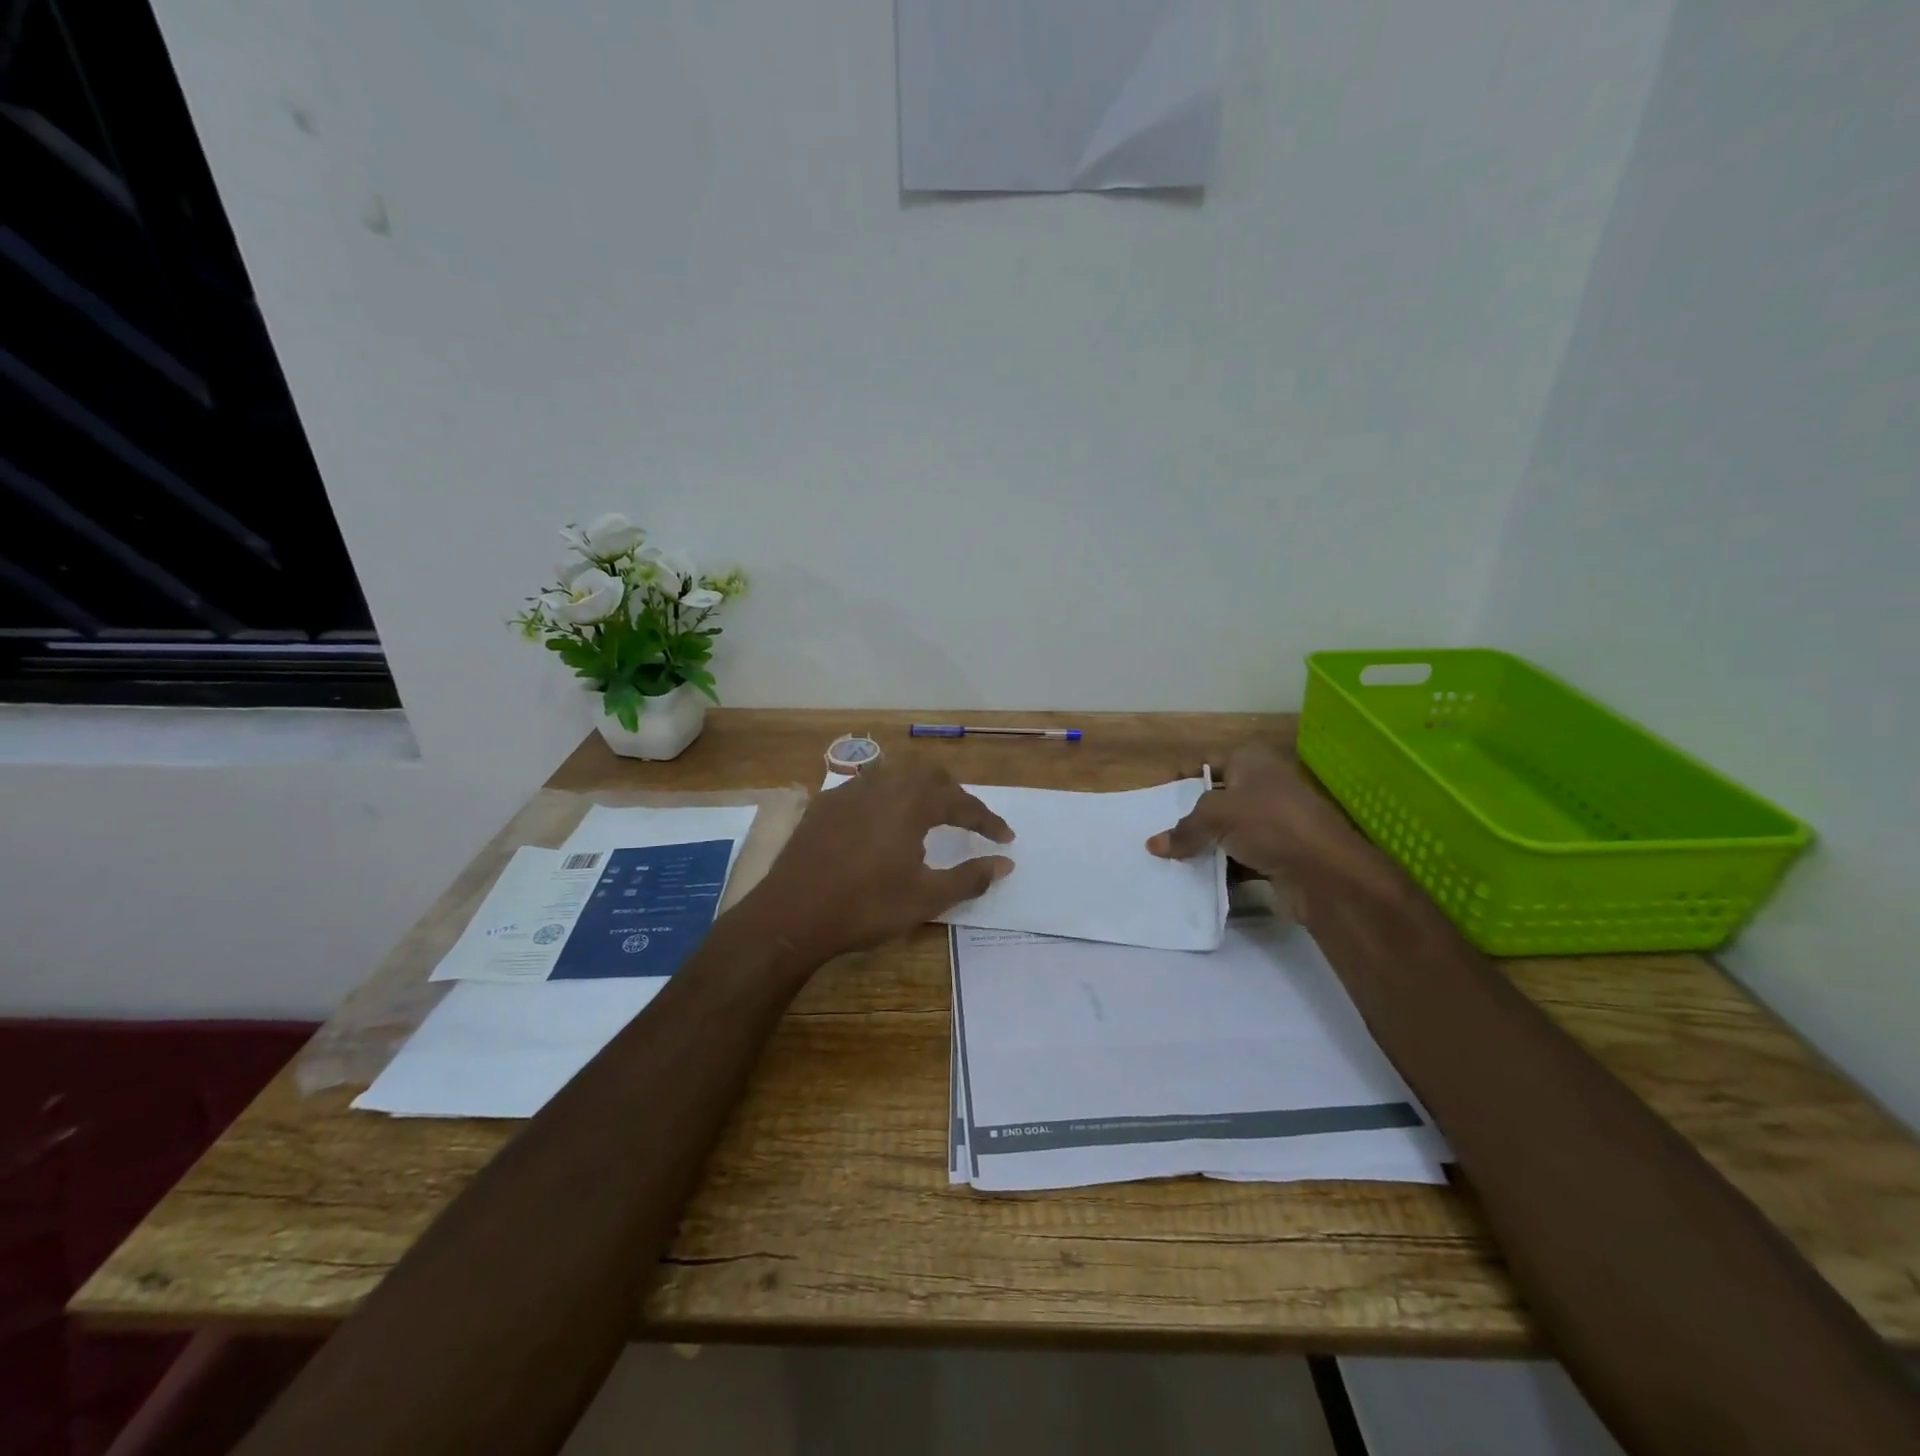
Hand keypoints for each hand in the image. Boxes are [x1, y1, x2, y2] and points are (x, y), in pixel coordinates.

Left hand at [746, 760, 1014, 965]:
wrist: (792, 913)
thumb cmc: (865, 907)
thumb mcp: (926, 899)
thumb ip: (970, 878)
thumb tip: (1005, 864)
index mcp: (912, 802)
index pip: (962, 803)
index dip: (988, 820)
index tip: (1006, 838)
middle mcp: (883, 784)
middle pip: (929, 774)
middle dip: (955, 793)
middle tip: (969, 819)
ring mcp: (849, 790)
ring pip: (895, 773)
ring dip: (920, 788)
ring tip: (930, 813)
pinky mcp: (825, 803)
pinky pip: (867, 786)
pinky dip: (888, 795)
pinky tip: (884, 821)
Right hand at [1145, 742, 1366, 881]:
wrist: (1325, 873)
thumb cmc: (1270, 824)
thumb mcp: (1216, 815)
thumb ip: (1184, 829)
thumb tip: (1154, 845)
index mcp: (1253, 762)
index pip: (1211, 762)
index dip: (1186, 777)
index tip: (1160, 799)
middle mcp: (1263, 788)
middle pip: (1216, 800)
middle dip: (1190, 818)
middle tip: (1160, 832)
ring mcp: (1272, 824)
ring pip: (1226, 833)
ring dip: (1203, 848)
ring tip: (1171, 860)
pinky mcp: (1277, 857)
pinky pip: (1238, 861)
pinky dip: (1221, 870)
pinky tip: (1196, 881)